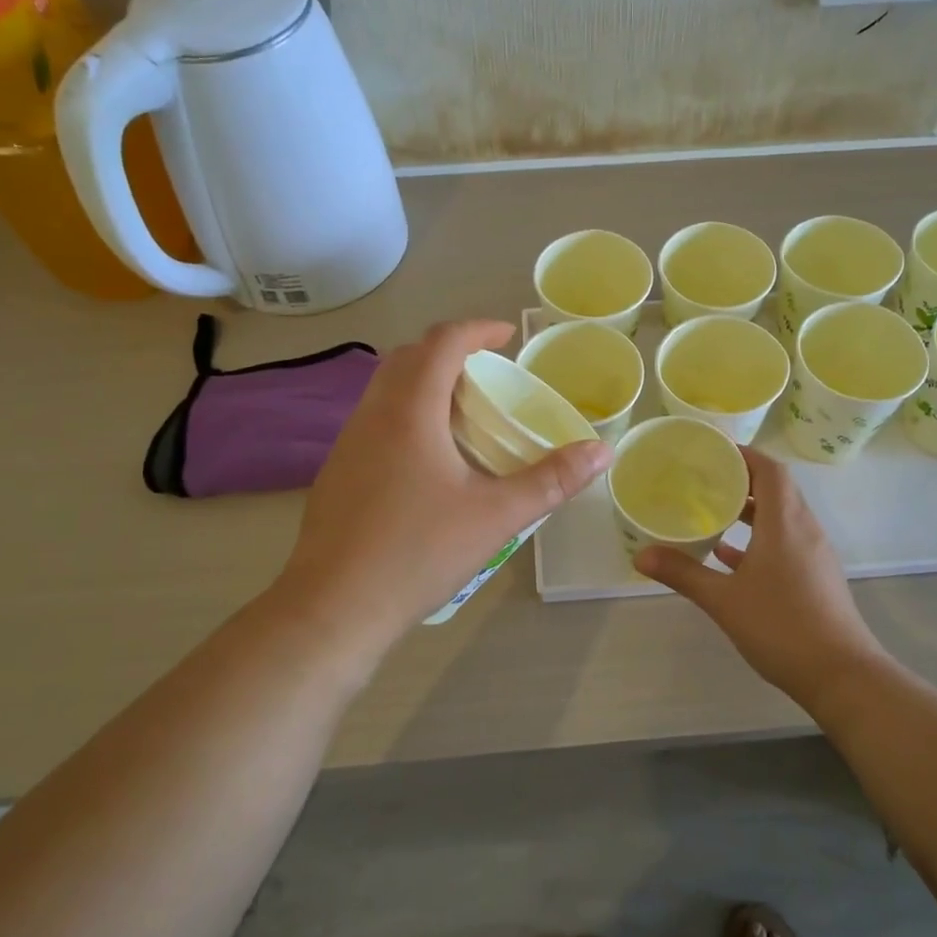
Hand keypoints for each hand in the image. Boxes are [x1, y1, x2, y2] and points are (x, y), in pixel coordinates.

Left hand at [281, 319, 611, 634]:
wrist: (334, 607)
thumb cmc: (418, 552)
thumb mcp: (496, 516)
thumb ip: (551, 480)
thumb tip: (601, 451)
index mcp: (409, 411)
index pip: (442, 342)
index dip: (477, 329)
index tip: (508, 336)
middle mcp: (372, 414)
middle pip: (409, 357)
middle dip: (450, 352)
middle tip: (489, 375)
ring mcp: (348, 443)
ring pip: (387, 389)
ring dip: (425, 383)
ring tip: (464, 413)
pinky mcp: (338, 471)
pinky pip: (376, 420)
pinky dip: (407, 414)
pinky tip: (429, 459)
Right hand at [634, 446, 879, 706]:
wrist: (841, 676)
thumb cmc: (781, 627)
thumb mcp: (724, 600)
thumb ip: (683, 573)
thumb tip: (641, 556)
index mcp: (785, 523)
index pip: (770, 470)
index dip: (744, 454)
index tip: (712, 450)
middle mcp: (804, 530)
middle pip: (777, 489)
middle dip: (742, 479)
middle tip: (704, 478)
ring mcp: (814, 554)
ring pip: (781, 517)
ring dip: (751, 510)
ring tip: (712, 510)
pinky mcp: (815, 577)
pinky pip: (785, 542)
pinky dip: (759, 539)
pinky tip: (729, 556)